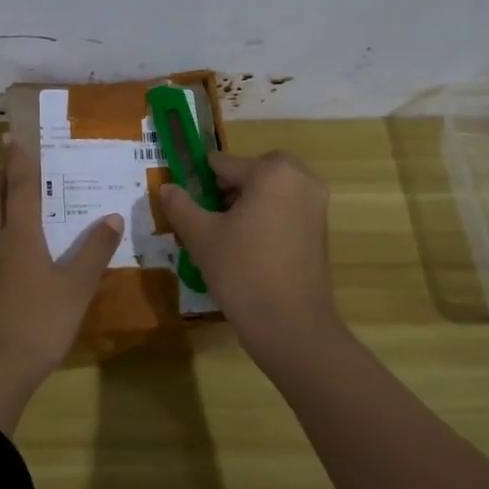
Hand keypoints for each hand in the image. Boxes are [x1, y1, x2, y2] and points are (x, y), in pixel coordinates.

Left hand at [0, 135, 122, 432]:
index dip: (19, 160)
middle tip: (11, 158)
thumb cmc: (37, 322)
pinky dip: (2, 229)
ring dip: (0, 201)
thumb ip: (94, 251)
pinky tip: (15, 245)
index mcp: (19, 235)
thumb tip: (111, 216)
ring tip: (15, 195)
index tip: (14, 136)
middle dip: (2, 176)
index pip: (19, 186)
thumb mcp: (75, 287)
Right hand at [159, 150, 340, 354]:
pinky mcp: (321, 229)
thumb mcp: (201, 236)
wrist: (291, 325)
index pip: (224, 163)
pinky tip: (249, 248)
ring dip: (249, 202)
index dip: (200, 181)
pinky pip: (287, 209)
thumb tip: (167, 188)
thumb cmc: (242, 272)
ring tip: (226, 235)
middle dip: (230, 188)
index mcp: (272, 172)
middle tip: (210, 217)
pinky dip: (267, 217)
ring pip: (272, 190)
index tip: (187, 204)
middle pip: (254, 171)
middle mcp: (301, 179)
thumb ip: (180, 205)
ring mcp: (316, 204)